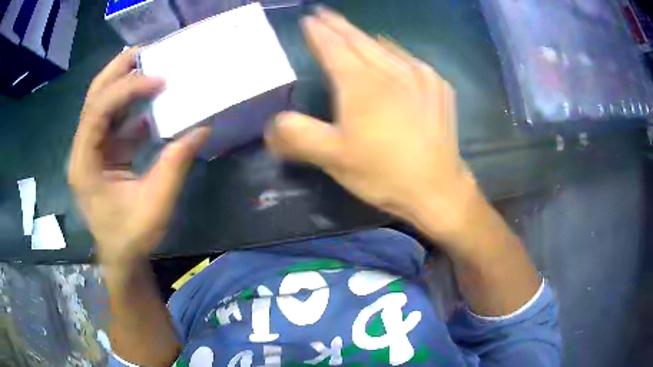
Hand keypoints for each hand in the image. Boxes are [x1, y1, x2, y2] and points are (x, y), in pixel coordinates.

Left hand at [68, 49, 209, 264]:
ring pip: (101, 106)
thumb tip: (201, 129)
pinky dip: (132, 109)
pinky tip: (152, 103)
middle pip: (93, 99)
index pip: (97, 113)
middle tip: (144, 51)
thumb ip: (174, 165)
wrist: (121, 257)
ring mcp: (91, 151)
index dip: (126, 90)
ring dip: (124, 84)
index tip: (159, 82)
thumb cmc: (132, 237)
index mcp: (85, 165)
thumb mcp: (155, 205)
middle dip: (117, 71)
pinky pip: (114, 122)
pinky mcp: (102, 154)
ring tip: (149, 65)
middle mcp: (83, 151)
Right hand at [266, 8, 479, 244]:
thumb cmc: (383, 174)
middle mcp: (390, 72)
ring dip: (363, 36)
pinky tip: (390, 51)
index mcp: (361, 85)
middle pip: (358, 41)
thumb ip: (298, 136)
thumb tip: (271, 124)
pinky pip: (409, 59)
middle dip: (338, 26)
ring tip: (350, 29)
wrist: (436, 188)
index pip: (333, 48)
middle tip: (324, 13)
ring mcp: (419, 77)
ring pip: (384, 47)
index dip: (318, 33)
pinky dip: (393, 51)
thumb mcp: (333, 159)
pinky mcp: (437, 88)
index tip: (308, 19)